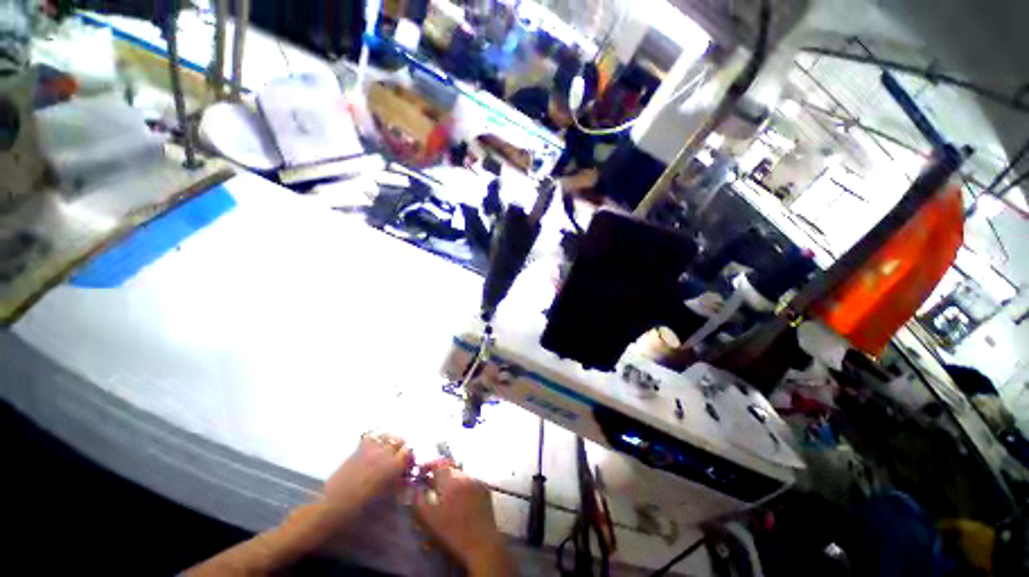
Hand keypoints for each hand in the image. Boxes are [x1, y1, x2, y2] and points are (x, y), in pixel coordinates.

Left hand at [323, 433, 412, 512]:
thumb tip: (404, 475)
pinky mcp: (358, 449)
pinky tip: (374, 448)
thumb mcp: (386, 497)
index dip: (408, 457)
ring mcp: (371, 449)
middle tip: (397, 457)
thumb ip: (398, 482)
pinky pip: (372, 436)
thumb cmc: (362, 507)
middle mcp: (385, 453)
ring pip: (387, 436)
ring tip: (386, 450)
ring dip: (389, 441)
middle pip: (399, 441)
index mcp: (394, 466)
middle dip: (400, 447)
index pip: (408, 451)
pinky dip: (375, 439)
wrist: (335, 505)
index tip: (407, 463)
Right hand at [414, 462, 509, 574]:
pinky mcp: (485, 488)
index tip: (422, 472)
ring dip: (451, 481)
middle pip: (449, 468)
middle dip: (440, 475)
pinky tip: (460, 499)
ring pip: (460, 474)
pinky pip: (470, 481)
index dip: (428, 466)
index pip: (438, 464)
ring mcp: (477, 481)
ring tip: (446, 495)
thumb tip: (417, 488)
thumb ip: (419, 500)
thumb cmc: (452, 533)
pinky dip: (463, 486)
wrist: (480, 543)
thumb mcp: (429, 519)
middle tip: (433, 486)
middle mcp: (465, 476)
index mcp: (450, 481)